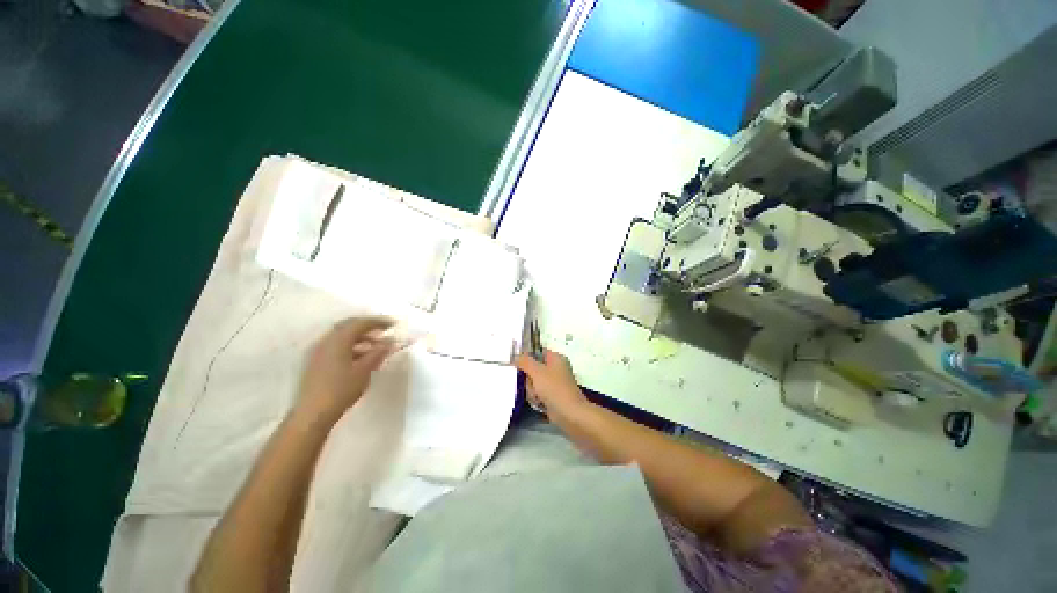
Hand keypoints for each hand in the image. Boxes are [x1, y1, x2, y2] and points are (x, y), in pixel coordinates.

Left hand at [296, 316, 395, 422]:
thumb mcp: (364, 370)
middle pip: (349, 326)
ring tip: (376, 346)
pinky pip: (337, 346)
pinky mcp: (317, 362)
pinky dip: (351, 346)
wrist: (313, 414)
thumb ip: (378, 352)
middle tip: (384, 332)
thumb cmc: (341, 389)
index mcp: (338, 340)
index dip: (378, 322)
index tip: (394, 325)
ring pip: (342, 337)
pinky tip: (361, 357)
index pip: (360, 323)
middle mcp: (326, 341)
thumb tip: (390, 341)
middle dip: (368, 327)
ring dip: (360, 337)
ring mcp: (319, 352)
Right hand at [514, 350, 589, 419]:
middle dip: (529, 379)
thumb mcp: (537, 371)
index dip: (527, 357)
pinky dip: (536, 398)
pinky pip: (537, 393)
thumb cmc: (554, 388)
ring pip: (533, 382)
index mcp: (556, 358)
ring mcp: (554, 383)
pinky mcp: (552, 395)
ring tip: (538, 397)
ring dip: (532, 391)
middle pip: (533, 369)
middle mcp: (556, 368)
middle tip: (533, 385)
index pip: (538, 352)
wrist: (569, 413)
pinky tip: (540, 403)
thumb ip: (524, 361)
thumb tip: (515, 356)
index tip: (518, 364)